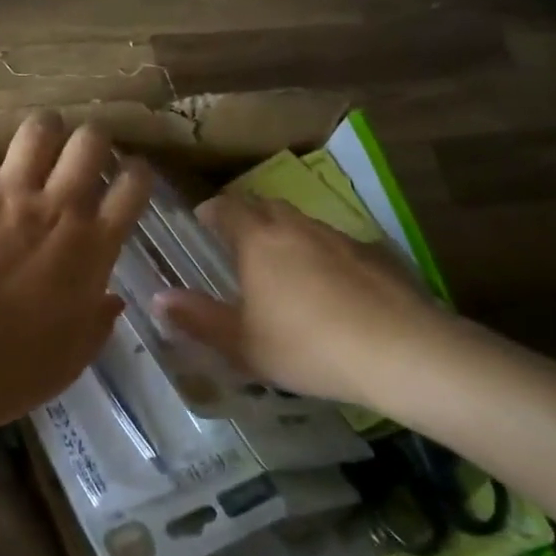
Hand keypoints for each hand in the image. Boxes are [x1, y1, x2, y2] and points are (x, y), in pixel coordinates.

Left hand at [0, 111, 151, 433]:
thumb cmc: (9, 370)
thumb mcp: (70, 359)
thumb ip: (97, 323)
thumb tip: (113, 300)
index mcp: (92, 246)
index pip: (133, 186)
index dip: (136, 175)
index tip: (127, 180)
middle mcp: (58, 207)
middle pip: (91, 141)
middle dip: (91, 142)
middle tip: (79, 160)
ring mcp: (7, 192)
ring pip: (38, 128)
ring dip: (42, 134)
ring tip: (33, 151)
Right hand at [154, 196, 449, 406]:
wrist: (398, 350)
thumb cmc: (306, 347)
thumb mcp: (243, 344)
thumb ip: (198, 319)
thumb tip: (157, 299)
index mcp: (259, 242)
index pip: (228, 208)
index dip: (212, 210)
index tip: (203, 219)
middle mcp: (296, 228)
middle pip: (265, 205)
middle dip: (247, 214)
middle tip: (237, 238)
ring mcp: (338, 237)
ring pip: (302, 221)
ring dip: (285, 232)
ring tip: (280, 262)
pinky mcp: (372, 254)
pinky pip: (334, 242)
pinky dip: (320, 251)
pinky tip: (328, 284)